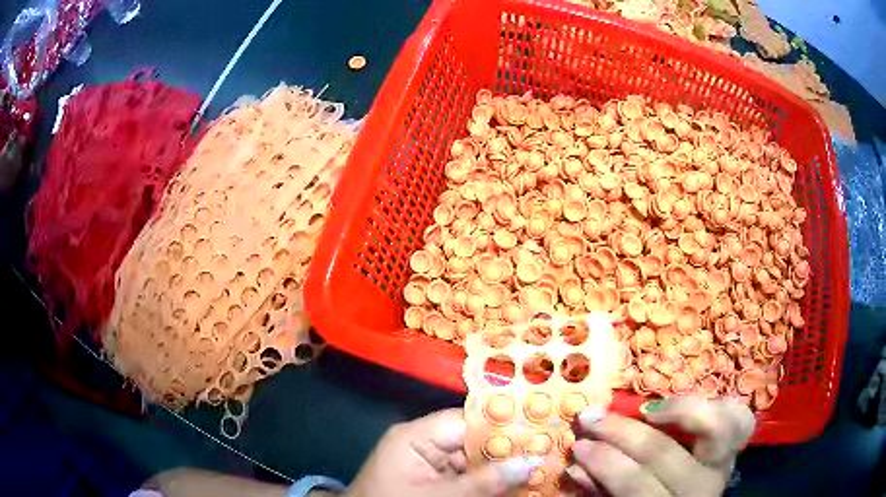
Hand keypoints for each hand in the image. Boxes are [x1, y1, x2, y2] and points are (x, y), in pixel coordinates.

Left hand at [345, 408, 540, 496]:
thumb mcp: (437, 496)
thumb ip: (482, 483)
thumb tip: (530, 463)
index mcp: (415, 436)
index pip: (465, 421)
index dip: (502, 425)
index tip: (539, 428)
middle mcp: (424, 443)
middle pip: (474, 441)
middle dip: (508, 450)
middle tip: (546, 450)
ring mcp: (429, 462)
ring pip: (475, 460)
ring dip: (502, 468)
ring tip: (539, 466)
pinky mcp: (434, 478)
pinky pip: (467, 475)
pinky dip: (488, 481)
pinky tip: (515, 483)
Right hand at [569, 396, 754, 496]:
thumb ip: (602, 489)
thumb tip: (576, 465)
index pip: (635, 485)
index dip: (607, 464)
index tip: (580, 446)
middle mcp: (699, 488)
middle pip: (664, 453)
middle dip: (622, 433)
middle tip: (591, 417)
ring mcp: (723, 466)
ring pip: (716, 428)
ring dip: (678, 409)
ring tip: (647, 408)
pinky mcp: (735, 450)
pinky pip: (740, 420)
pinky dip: (719, 404)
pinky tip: (694, 403)